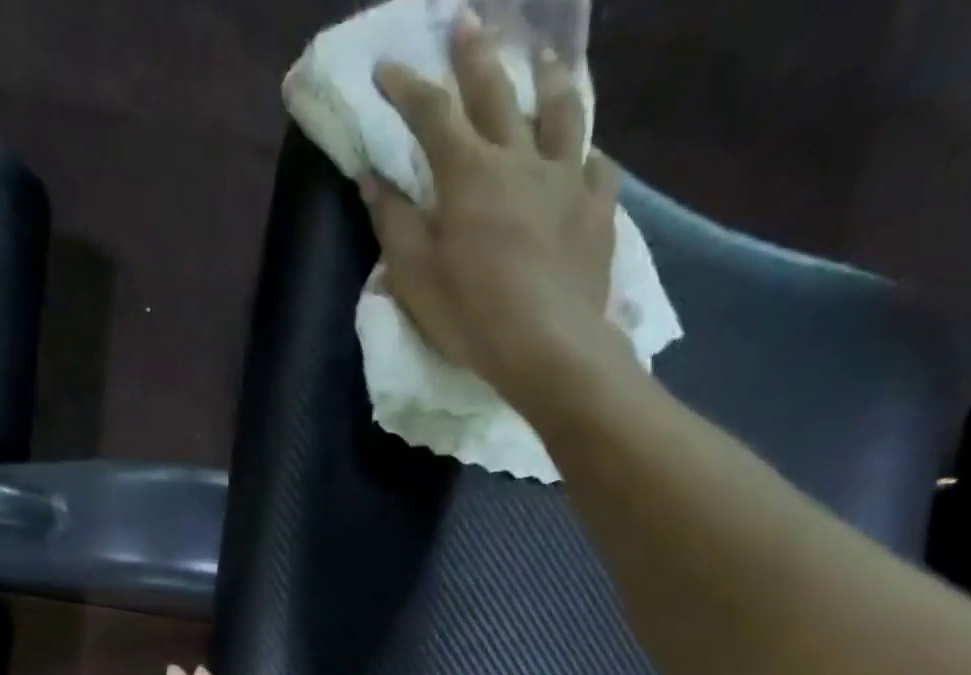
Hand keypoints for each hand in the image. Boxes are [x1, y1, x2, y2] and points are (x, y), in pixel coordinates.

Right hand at [366, 14, 631, 409]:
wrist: (548, 348)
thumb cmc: (472, 317)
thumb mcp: (416, 278)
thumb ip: (394, 224)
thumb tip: (372, 179)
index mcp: (468, 174)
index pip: (432, 114)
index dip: (407, 86)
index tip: (387, 66)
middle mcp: (520, 158)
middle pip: (497, 91)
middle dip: (476, 54)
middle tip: (467, 21)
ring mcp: (566, 179)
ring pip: (561, 111)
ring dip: (548, 79)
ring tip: (543, 60)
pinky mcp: (597, 210)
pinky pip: (598, 166)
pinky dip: (587, 155)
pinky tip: (585, 157)